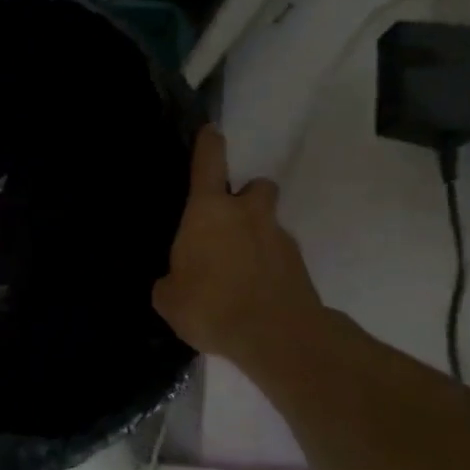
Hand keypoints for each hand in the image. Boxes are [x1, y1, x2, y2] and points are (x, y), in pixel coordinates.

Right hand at [152, 126, 326, 369]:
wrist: (278, 337)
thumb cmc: (211, 305)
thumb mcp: (169, 299)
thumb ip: (169, 283)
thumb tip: (173, 282)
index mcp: (209, 210)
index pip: (210, 162)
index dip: (209, 144)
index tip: (211, 132)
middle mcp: (247, 213)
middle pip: (255, 187)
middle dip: (245, 197)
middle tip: (229, 223)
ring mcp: (279, 237)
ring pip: (269, 223)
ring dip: (257, 235)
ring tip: (239, 269)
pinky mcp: (300, 265)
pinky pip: (279, 256)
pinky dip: (268, 267)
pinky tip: (253, 294)